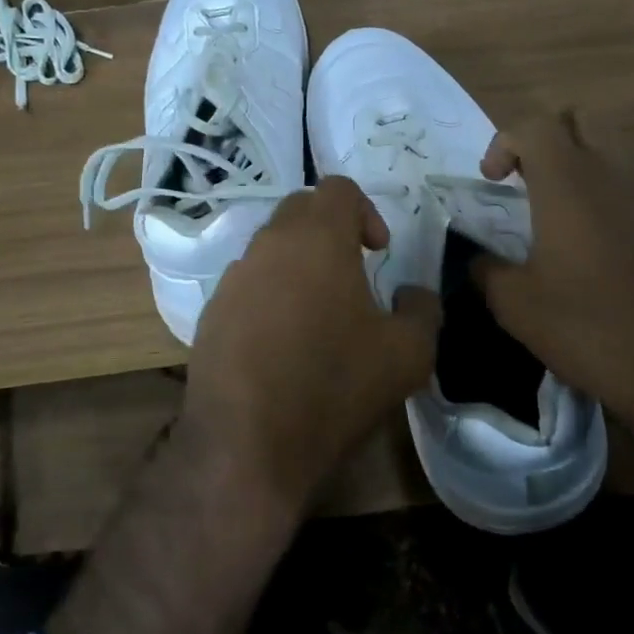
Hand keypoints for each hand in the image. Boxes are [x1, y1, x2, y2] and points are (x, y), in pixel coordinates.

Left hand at [184, 176, 441, 517]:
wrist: (247, 444)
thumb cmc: (334, 385)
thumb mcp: (407, 353)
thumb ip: (422, 310)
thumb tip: (413, 294)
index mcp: (316, 238)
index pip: (338, 188)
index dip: (366, 211)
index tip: (378, 252)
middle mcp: (268, 244)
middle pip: (301, 210)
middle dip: (331, 231)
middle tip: (354, 273)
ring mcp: (232, 278)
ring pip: (271, 248)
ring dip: (299, 264)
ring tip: (320, 313)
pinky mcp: (210, 312)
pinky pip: (248, 285)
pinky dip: (271, 295)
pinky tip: (284, 343)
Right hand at [471, 113, 633, 435]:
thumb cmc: (588, 326)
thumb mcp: (516, 305)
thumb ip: (487, 270)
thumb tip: (477, 259)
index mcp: (568, 183)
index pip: (534, 125)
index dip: (504, 142)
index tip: (492, 181)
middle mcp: (611, 175)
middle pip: (580, 119)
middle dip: (546, 136)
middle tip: (526, 176)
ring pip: (610, 149)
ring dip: (578, 163)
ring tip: (555, 210)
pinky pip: (630, 185)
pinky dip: (604, 192)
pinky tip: (592, 242)